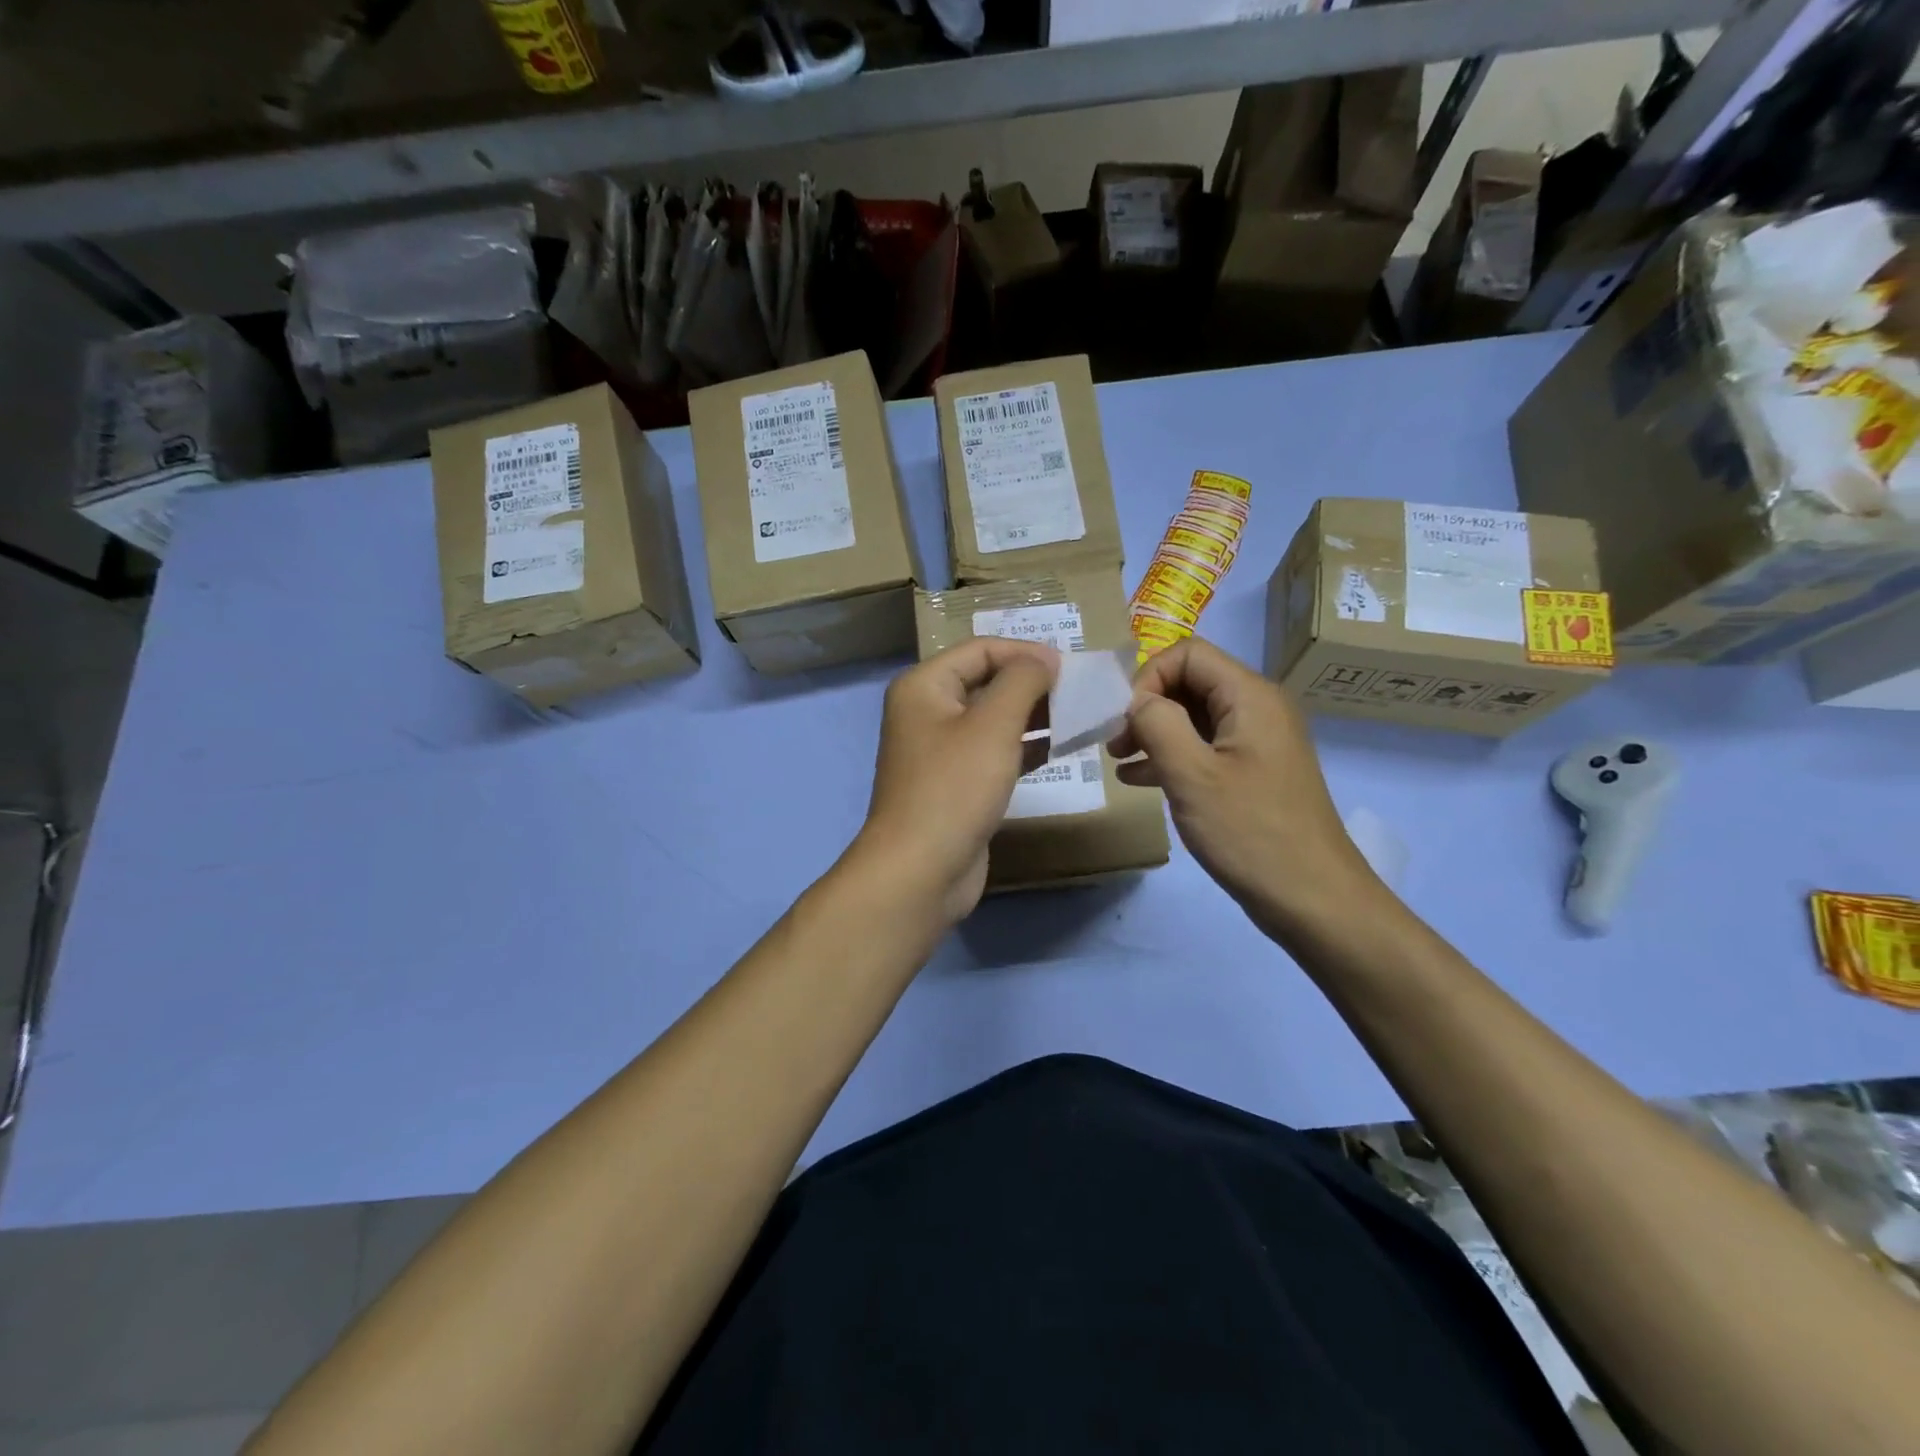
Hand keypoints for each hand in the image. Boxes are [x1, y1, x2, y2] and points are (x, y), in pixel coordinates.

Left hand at [853, 637, 1058, 922]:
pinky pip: (995, 752)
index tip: (1071, 668)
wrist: (921, 871)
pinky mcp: (957, 784)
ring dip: (1034, 716)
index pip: (981, 650)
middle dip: (1033, 684)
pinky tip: (1061, 748)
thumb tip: (1044, 660)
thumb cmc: (954, 788)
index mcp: (924, 686)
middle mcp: (927, 712)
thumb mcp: (993, 724)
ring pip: (994, 719)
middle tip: (1080, 693)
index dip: (1026, 653)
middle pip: (987, 682)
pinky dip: (1026, 747)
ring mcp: (941, 751)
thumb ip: (1022, 681)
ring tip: (1079, 717)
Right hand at [1107, 637, 1379, 942]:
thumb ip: (1156, 724)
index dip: (1147, 677)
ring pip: (1195, 716)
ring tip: (1118, 761)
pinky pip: (1206, 747)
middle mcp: (1258, 708)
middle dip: (1147, 706)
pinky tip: (1140, 780)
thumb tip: (1135, 700)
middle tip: (1114, 744)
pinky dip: (1172, 755)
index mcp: (1250, 696)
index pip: (1187, 654)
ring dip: (1154, 732)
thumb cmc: (1250, 832)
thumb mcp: (1191, 774)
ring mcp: (1258, 741)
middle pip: (1191, 682)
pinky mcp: (1254, 771)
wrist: (1313, 899)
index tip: (1123, 720)